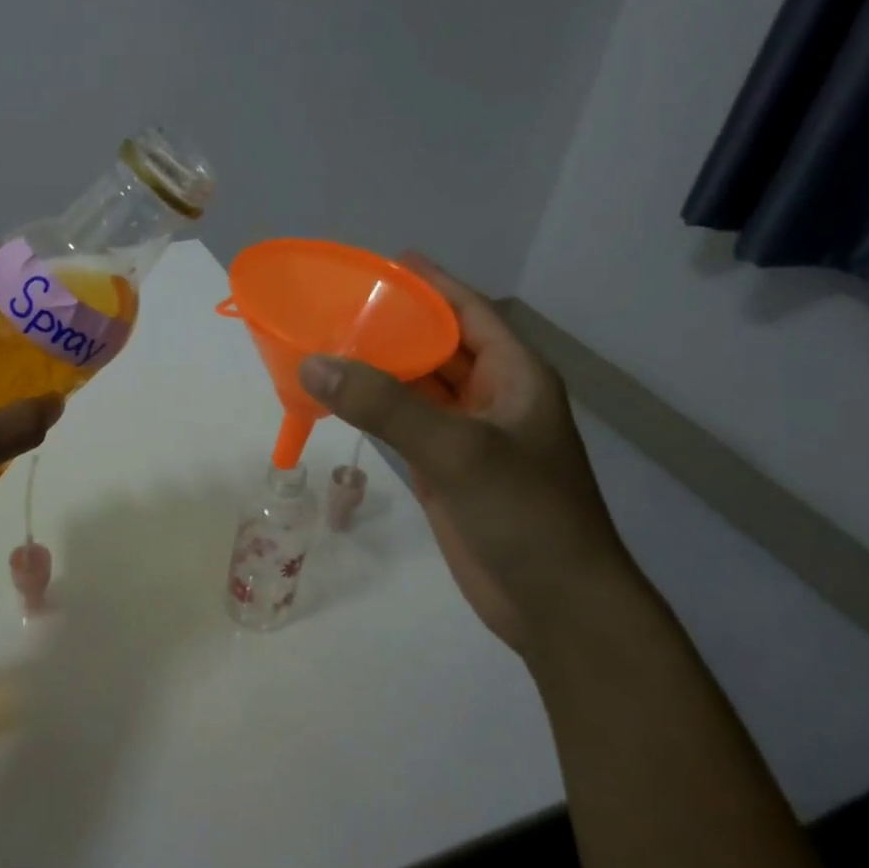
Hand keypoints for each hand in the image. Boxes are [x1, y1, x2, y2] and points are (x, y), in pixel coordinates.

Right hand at [298, 254, 629, 649]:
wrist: (555, 604)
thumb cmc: (525, 514)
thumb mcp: (458, 450)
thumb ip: (385, 405)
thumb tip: (313, 363)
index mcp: (515, 375)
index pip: (469, 311)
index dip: (429, 284)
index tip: (382, 262)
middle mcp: (493, 398)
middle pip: (438, 346)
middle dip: (393, 325)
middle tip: (336, 305)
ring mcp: (469, 437)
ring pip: (418, 388)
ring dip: (380, 369)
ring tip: (327, 344)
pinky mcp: (447, 471)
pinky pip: (406, 426)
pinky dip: (376, 412)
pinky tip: (341, 399)